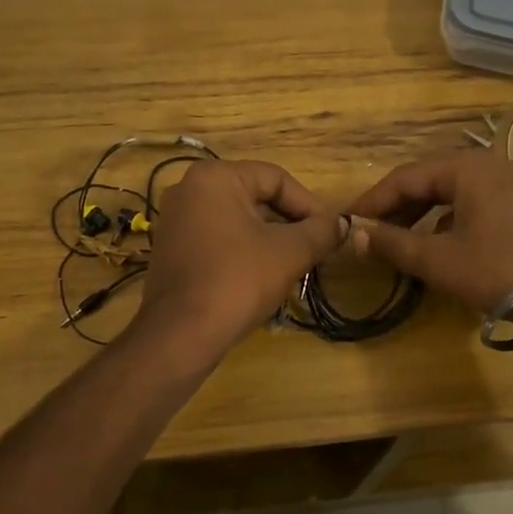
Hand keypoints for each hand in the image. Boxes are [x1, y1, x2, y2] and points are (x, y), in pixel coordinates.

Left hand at [139, 160, 346, 349]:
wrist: (181, 335)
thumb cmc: (238, 281)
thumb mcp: (290, 252)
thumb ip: (321, 231)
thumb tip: (340, 224)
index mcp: (215, 177)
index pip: (276, 178)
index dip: (310, 204)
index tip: (330, 231)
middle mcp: (189, 189)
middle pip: (256, 198)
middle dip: (290, 224)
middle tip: (316, 249)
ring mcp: (175, 220)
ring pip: (238, 221)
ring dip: (271, 240)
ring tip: (296, 265)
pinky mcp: (171, 249)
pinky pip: (218, 239)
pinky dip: (244, 252)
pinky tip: (264, 278)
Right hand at [347, 148, 512, 312]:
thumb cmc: (497, 270)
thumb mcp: (438, 259)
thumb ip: (393, 243)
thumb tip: (355, 234)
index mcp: (464, 167)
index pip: (404, 178)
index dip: (372, 200)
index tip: (348, 220)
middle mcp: (486, 164)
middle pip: (428, 179)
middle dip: (396, 206)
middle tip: (369, 230)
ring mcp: (507, 181)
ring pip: (450, 191)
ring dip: (420, 212)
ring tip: (397, 237)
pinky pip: (471, 201)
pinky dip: (447, 218)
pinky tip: (437, 241)